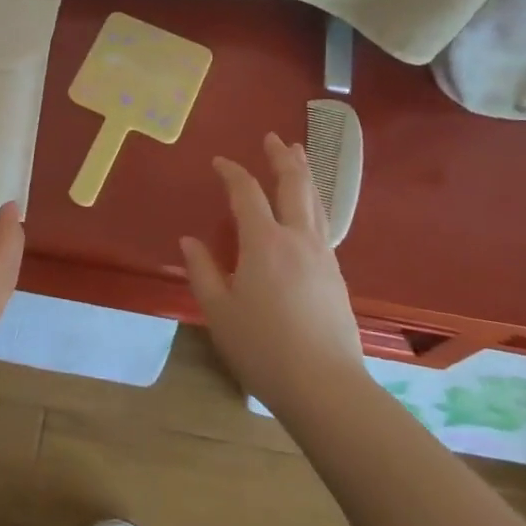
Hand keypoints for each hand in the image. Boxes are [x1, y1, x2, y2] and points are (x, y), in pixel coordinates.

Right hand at [181, 132, 365, 415]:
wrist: (326, 388)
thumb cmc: (264, 349)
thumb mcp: (219, 312)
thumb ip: (202, 272)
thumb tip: (189, 240)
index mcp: (264, 242)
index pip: (246, 192)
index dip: (232, 172)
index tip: (219, 162)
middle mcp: (297, 238)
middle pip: (293, 185)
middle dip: (281, 158)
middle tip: (272, 138)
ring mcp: (322, 255)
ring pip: (315, 201)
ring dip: (304, 173)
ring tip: (298, 155)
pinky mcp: (336, 275)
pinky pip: (323, 223)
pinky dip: (313, 202)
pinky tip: (309, 210)